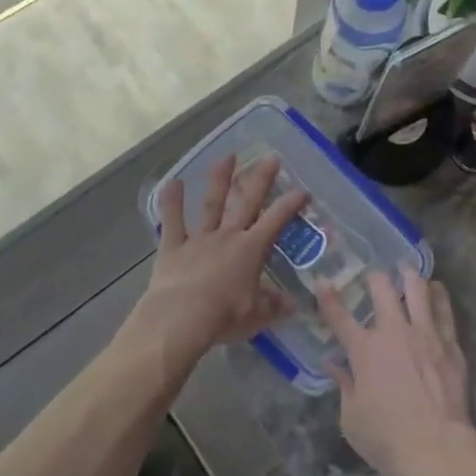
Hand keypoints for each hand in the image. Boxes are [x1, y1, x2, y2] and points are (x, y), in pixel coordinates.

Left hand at [132, 154, 304, 369]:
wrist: (179, 319)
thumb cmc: (223, 317)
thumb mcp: (256, 316)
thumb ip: (273, 305)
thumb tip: (293, 303)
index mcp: (250, 250)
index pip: (276, 221)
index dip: (290, 204)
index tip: (303, 190)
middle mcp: (227, 236)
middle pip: (247, 202)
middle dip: (260, 178)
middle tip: (270, 156)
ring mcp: (199, 239)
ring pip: (212, 204)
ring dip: (220, 179)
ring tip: (227, 156)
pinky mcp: (173, 246)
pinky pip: (173, 221)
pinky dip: (172, 202)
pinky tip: (173, 182)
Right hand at [317, 269, 475, 475]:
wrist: (437, 448)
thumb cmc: (387, 439)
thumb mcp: (352, 419)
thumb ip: (343, 386)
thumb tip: (333, 365)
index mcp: (364, 349)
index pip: (339, 316)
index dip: (328, 297)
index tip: (322, 281)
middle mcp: (394, 331)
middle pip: (382, 288)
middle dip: (375, 276)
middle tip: (375, 276)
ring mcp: (425, 333)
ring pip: (418, 288)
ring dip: (410, 275)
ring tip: (408, 271)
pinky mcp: (450, 343)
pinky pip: (444, 309)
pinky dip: (439, 295)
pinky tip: (437, 290)